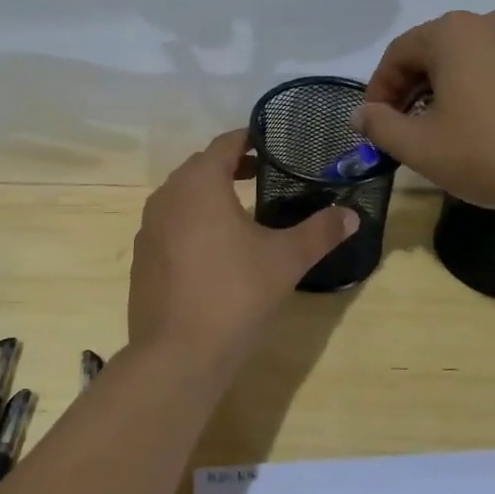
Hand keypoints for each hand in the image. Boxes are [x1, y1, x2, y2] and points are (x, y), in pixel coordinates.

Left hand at [127, 129, 358, 368]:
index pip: (225, 144)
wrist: (177, 355)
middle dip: (230, 166)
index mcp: (199, 183)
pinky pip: (170, 224)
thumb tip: (352, 215)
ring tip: (241, 210)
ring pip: (182, 196)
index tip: (272, 142)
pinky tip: (214, 249)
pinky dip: (192, 222)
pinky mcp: (142, 257)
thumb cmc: (235, 294)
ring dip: (209, 194)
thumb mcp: (285, 260)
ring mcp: (148, 228)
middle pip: (200, 167)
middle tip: (264, 174)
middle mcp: (167, 196)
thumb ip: (320, 232)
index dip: (249, 139)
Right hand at [354, 9, 494, 216]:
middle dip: (411, 91)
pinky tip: (483, 130)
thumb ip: (381, 126)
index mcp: (452, 32)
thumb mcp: (421, 147)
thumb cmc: (492, 152)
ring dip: (444, 93)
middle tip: (404, 130)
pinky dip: (478, 93)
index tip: (375, 125)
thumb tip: (361, 114)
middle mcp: (489, 23)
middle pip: (432, 53)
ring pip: (467, 62)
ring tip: (443, 133)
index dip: (379, 91)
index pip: (398, 54)